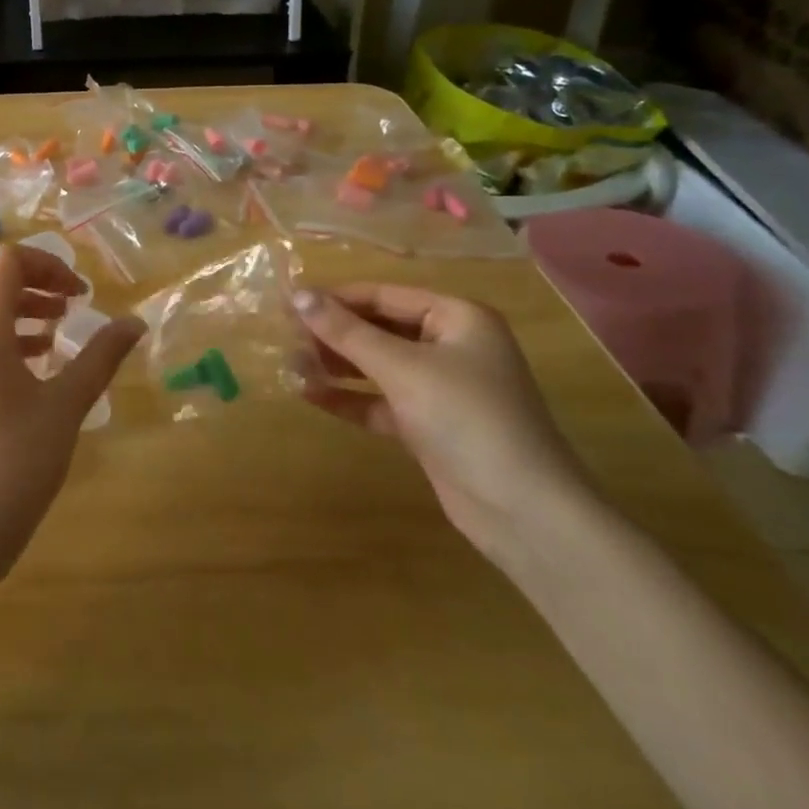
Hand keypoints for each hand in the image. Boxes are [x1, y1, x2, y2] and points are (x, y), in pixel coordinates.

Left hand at [0, 244, 143, 578]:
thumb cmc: (15, 462)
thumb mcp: (66, 405)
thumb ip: (101, 357)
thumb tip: (136, 323)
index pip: (6, 262)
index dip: (47, 265)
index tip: (81, 296)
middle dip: (29, 281)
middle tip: (67, 305)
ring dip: (16, 307)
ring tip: (56, 334)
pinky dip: (2, 335)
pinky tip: (34, 366)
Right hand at [290, 284, 598, 566]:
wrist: (524, 512)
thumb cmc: (466, 419)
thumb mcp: (402, 368)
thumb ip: (347, 331)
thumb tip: (296, 295)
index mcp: (457, 318)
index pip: (384, 295)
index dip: (336, 297)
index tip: (288, 302)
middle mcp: (451, 346)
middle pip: (379, 328)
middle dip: (333, 333)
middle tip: (284, 336)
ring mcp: (441, 388)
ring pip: (377, 365)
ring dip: (336, 365)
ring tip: (290, 364)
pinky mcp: (429, 425)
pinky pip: (380, 400)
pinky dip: (349, 397)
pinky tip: (310, 395)